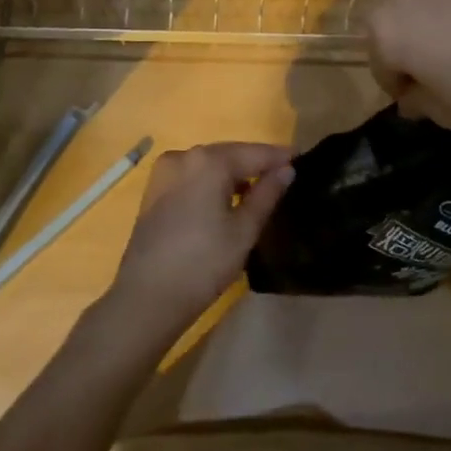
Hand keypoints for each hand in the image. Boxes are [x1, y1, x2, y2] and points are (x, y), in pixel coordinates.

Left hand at [104, 142, 294, 344]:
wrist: (148, 297)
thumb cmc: (204, 263)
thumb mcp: (244, 230)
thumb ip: (267, 194)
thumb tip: (286, 170)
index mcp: (208, 161)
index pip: (254, 152)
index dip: (279, 156)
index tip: (302, 158)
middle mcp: (184, 156)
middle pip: (230, 154)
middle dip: (256, 163)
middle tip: (285, 173)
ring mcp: (165, 172)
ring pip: (209, 164)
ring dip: (234, 173)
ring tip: (260, 188)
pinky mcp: (155, 190)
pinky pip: (192, 176)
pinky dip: (212, 181)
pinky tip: (227, 198)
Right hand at [367, 0, 450, 132]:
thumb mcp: (450, 115)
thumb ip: (419, 103)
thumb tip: (413, 96)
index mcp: (387, 30)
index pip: (379, 63)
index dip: (398, 84)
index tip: (422, 98)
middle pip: (397, 20)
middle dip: (412, 43)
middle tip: (445, 67)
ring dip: (436, 16)